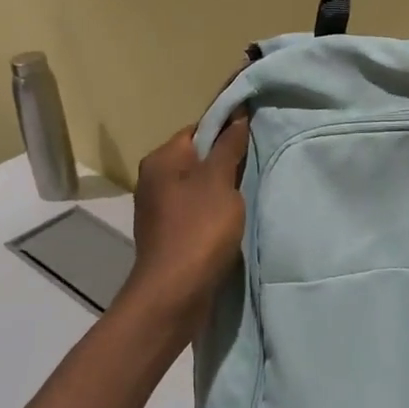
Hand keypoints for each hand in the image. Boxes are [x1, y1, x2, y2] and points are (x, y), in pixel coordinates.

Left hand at [120, 112, 250, 335]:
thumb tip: (236, 114)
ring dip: (222, 190)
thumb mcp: (220, 180)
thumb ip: (229, 145)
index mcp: (161, 159)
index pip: (198, 130)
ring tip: (247, 196)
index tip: (253, 137)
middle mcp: (153, 179)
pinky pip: (195, 211)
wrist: (174, 293)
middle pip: (197, 158)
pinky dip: (214, 212)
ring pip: (197, 186)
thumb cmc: (199, 229)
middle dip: (226, 162)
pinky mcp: (168, 234)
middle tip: (255, 167)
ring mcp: (158, 209)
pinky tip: (232, 222)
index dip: (226, 130)